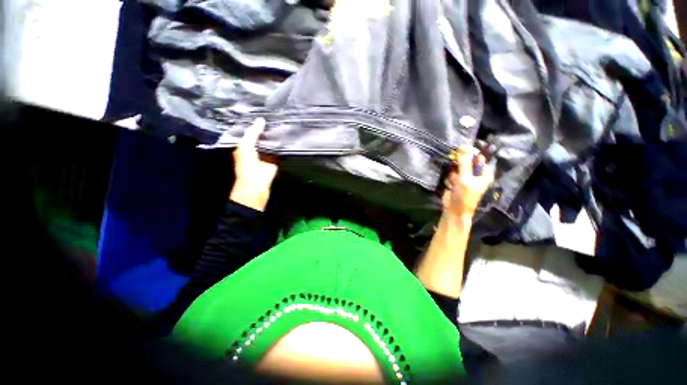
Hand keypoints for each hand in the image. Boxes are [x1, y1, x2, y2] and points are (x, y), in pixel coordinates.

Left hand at [230, 118, 278, 211]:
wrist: (256, 185)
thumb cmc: (247, 165)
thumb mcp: (246, 146)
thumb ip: (252, 133)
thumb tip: (261, 120)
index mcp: (245, 146)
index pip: (251, 133)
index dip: (256, 125)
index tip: (264, 115)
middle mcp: (256, 149)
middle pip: (262, 138)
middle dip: (267, 130)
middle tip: (276, 118)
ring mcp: (266, 156)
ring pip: (271, 144)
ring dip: (276, 138)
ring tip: (283, 125)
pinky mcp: (275, 161)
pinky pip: (279, 151)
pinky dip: (282, 147)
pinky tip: (287, 138)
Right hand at [441, 147, 494, 222]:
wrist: (454, 210)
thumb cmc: (465, 195)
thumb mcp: (465, 178)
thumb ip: (465, 163)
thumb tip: (464, 147)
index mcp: (485, 173)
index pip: (480, 157)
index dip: (472, 152)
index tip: (462, 148)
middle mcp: (476, 173)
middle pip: (468, 161)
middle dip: (460, 162)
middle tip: (456, 165)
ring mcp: (465, 177)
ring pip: (458, 166)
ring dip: (453, 171)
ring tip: (454, 180)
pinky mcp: (456, 181)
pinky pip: (452, 173)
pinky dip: (450, 177)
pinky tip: (450, 184)